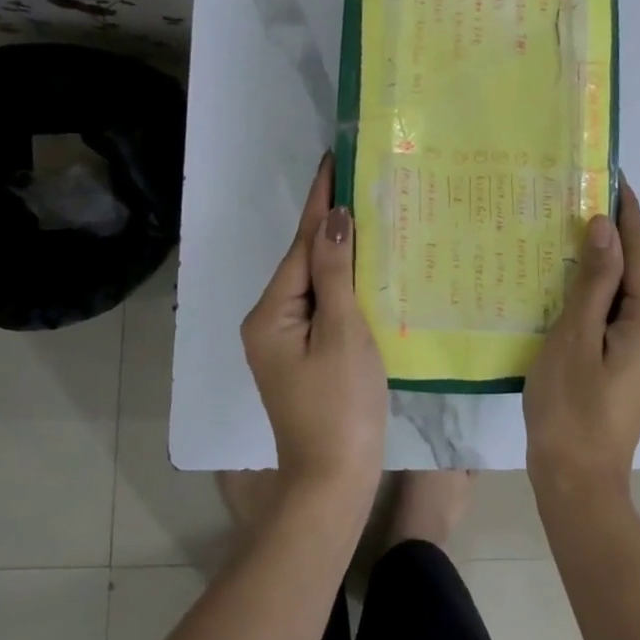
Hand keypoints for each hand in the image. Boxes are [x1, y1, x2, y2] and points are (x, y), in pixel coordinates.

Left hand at [240, 155, 387, 500]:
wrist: (334, 479)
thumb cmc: (341, 405)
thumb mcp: (341, 333)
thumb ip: (336, 274)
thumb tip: (334, 218)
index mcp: (272, 312)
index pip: (302, 244)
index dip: (320, 201)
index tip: (333, 160)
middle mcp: (270, 320)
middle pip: (305, 261)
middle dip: (331, 222)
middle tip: (360, 180)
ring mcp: (286, 340)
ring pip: (316, 282)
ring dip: (341, 251)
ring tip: (369, 212)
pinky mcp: (305, 354)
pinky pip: (324, 305)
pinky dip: (345, 283)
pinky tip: (367, 267)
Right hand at [524, 182, 639, 496]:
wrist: (577, 481)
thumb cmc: (571, 407)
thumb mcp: (575, 337)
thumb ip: (594, 280)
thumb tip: (606, 227)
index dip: (628, 215)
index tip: (616, 176)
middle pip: (637, 275)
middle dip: (614, 238)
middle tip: (581, 200)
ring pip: (626, 298)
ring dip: (604, 267)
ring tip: (572, 235)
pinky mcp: (634, 369)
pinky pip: (618, 318)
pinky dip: (599, 297)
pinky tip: (573, 286)